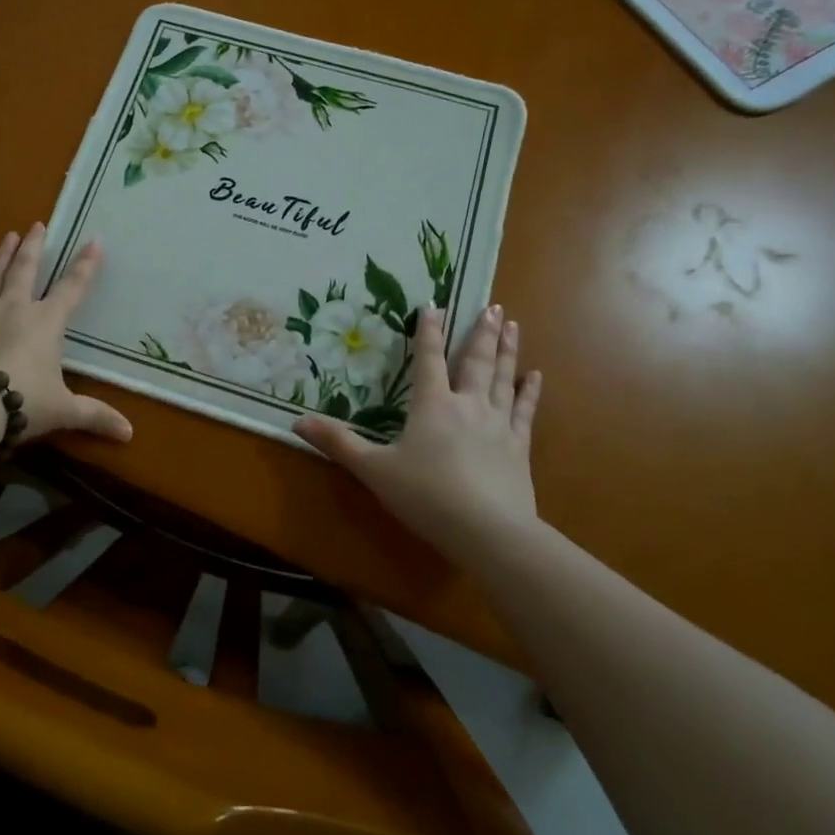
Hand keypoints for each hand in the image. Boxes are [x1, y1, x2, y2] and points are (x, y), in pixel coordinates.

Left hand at [0, 223, 132, 444]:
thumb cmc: (23, 402)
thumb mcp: (64, 411)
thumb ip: (95, 417)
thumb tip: (130, 434)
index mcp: (47, 323)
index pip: (72, 289)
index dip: (85, 266)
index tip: (94, 241)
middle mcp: (15, 309)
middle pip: (26, 270)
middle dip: (34, 246)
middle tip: (37, 224)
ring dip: (2, 256)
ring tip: (8, 236)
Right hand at [293, 304, 541, 551]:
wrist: (488, 531)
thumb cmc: (426, 496)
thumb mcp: (374, 470)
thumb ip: (339, 443)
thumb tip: (298, 422)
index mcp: (432, 405)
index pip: (428, 359)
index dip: (429, 331)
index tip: (434, 303)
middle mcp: (467, 405)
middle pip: (475, 361)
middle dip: (481, 332)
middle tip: (492, 306)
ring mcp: (498, 425)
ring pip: (503, 378)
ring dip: (507, 350)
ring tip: (512, 324)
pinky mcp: (519, 448)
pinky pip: (525, 411)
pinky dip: (530, 392)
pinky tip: (536, 375)